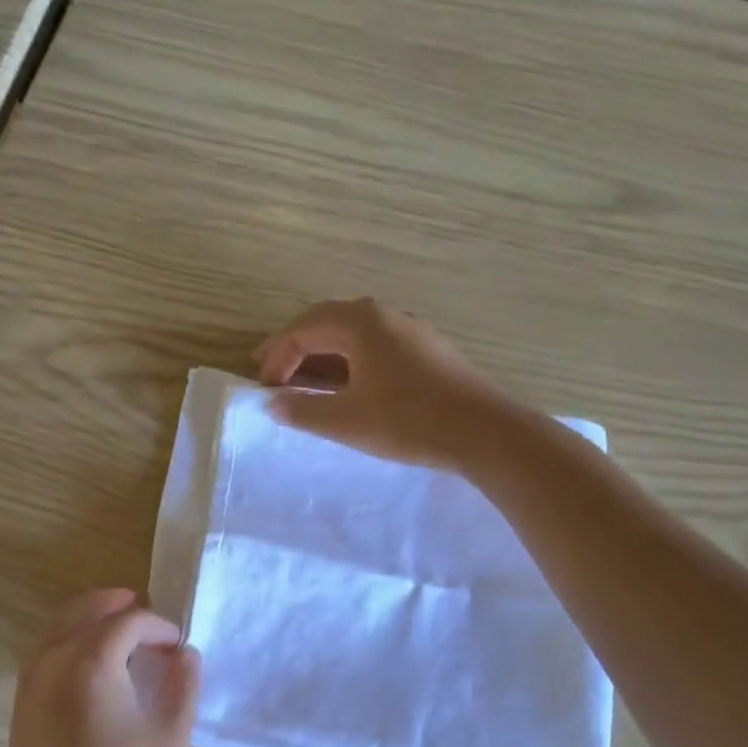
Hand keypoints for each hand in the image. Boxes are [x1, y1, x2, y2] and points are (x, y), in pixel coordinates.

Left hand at [9, 589, 201, 746]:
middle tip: (143, 614)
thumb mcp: (171, 736)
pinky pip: (40, 660)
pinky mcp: (19, 718)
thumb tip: (185, 654)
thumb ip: (182, 683)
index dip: (157, 626)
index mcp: (88, 663)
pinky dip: (64, 646)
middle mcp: (49, 666)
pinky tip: (90, 670)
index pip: (126, 622)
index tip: (178, 645)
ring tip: (118, 634)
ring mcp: (27, 692)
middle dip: (112, 605)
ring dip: (85, 622)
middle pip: (79, 612)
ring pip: (53, 632)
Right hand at [254, 298, 520, 470]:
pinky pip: (372, 342)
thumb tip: (272, 403)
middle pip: (325, 321)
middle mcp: (383, 315)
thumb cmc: (408, 422)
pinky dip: (347, 357)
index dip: (276, 359)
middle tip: (269, 368)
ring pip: (350, 331)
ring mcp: (408, 328)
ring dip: (320, 350)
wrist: (484, 432)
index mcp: (360, 323)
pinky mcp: (425, 348)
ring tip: (301, 375)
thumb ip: (303, 409)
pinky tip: (345, 381)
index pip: (302, 331)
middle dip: (293, 345)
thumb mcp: (346, 420)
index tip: (263, 389)